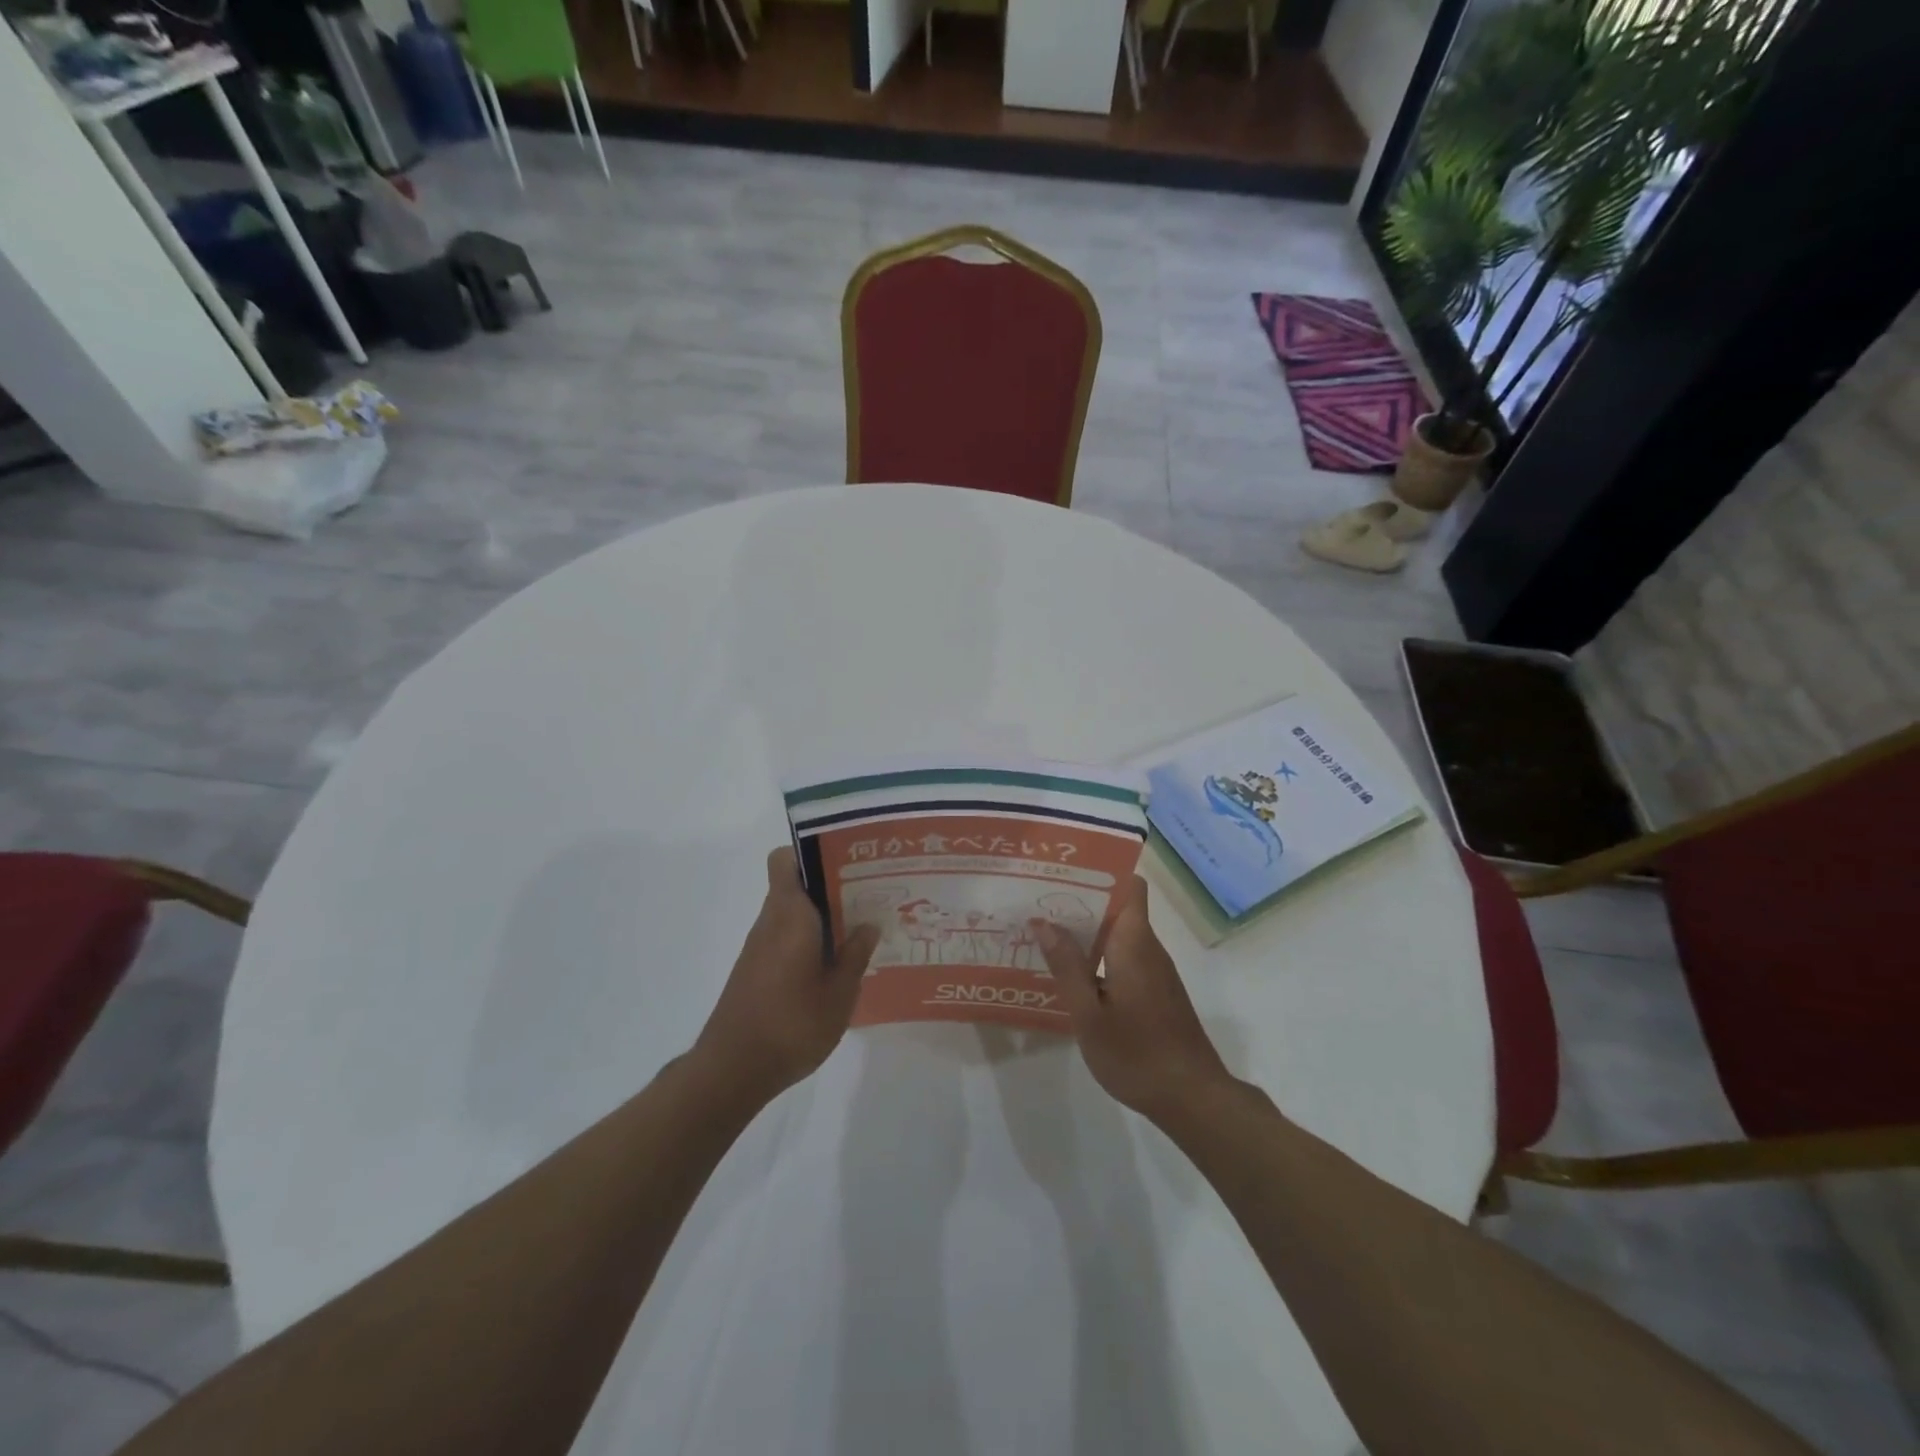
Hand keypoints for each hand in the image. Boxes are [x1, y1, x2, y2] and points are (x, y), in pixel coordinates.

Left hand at [695, 847, 880, 1102]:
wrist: (732, 1070)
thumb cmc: (791, 1025)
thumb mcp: (839, 994)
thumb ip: (855, 955)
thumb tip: (868, 925)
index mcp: (790, 915)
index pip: (786, 860)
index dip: (811, 851)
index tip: (846, 860)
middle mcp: (771, 921)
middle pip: (795, 884)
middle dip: (830, 884)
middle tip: (869, 894)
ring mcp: (759, 946)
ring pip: (792, 912)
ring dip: (822, 915)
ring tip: (861, 927)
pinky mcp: (756, 969)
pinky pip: (786, 936)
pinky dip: (809, 939)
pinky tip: (835, 963)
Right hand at [1034, 876, 1232, 1123]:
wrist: (1192, 1098)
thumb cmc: (1137, 1053)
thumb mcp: (1089, 1014)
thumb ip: (1066, 966)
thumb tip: (1043, 922)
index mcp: (1133, 942)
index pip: (1129, 885)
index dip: (1100, 872)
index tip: (1064, 872)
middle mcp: (1148, 948)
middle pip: (1117, 907)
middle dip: (1080, 901)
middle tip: (1036, 903)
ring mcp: (1154, 971)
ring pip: (1118, 935)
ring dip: (1086, 931)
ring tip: (1043, 933)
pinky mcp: (1155, 992)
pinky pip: (1123, 958)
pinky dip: (1097, 957)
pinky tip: (1069, 974)